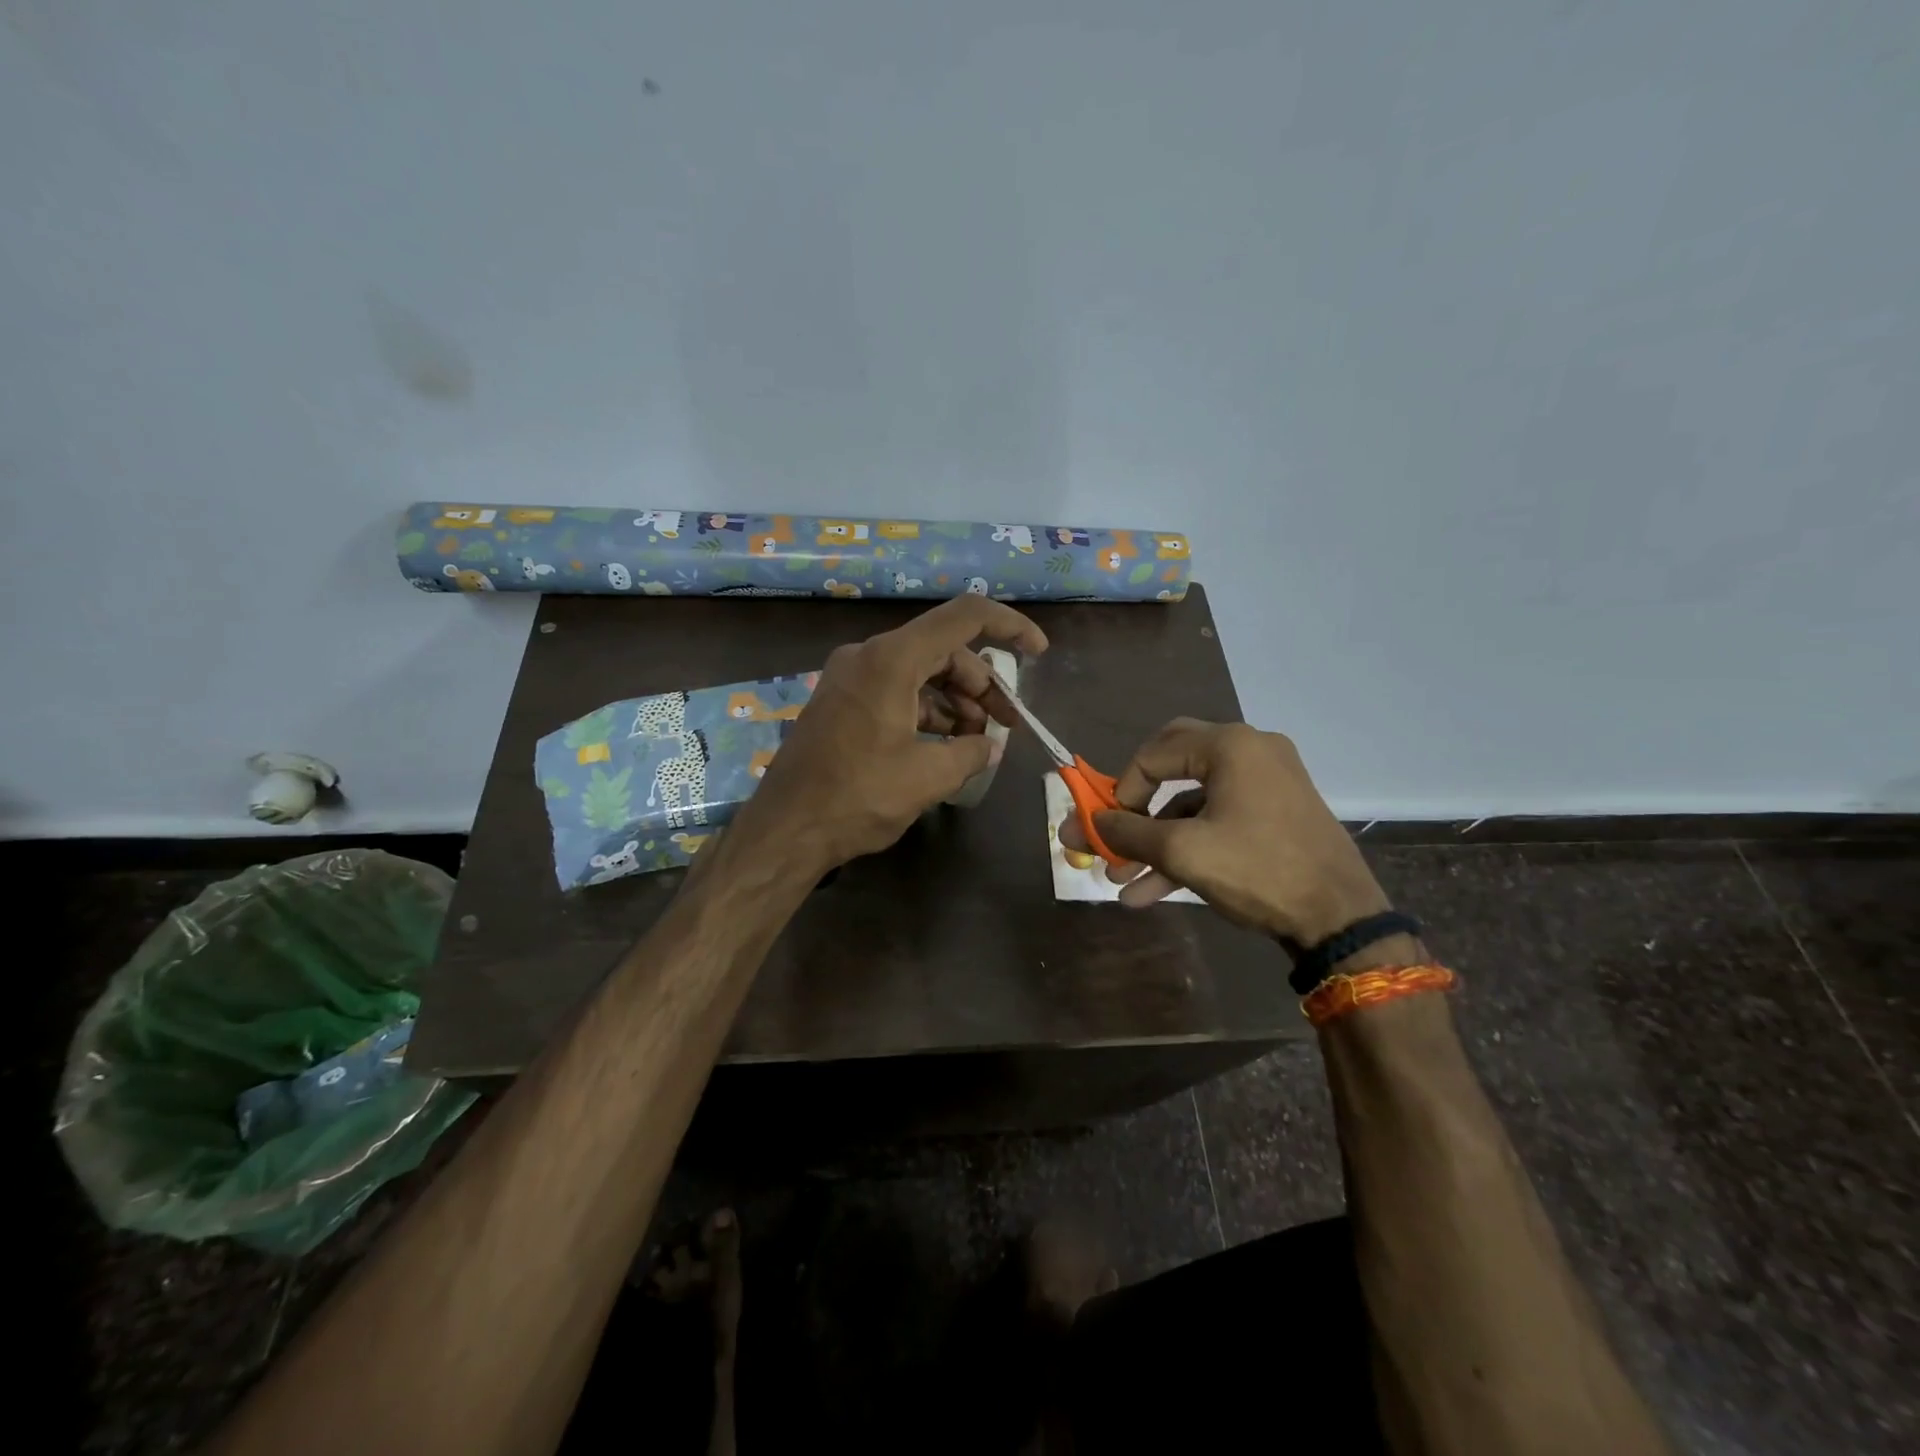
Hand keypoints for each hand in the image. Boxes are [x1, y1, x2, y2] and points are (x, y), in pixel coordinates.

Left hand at [730, 596, 1047, 873]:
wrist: (785, 829)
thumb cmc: (857, 797)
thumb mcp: (928, 777)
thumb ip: (970, 752)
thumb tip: (989, 746)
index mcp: (892, 659)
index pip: (965, 616)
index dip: (1010, 627)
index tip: (1039, 653)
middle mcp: (868, 655)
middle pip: (944, 649)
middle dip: (982, 685)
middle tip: (1007, 724)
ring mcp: (851, 677)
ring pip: (921, 672)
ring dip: (956, 702)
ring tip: (977, 743)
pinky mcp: (842, 701)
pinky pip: (896, 691)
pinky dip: (927, 712)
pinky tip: (944, 746)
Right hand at [1062, 718, 1388, 942]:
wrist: (1342, 918)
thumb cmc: (1258, 870)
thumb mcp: (1182, 852)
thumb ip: (1128, 832)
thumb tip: (1087, 824)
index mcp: (1229, 746)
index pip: (1153, 753)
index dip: (1121, 791)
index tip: (1107, 828)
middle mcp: (1250, 751)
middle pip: (1171, 765)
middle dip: (1136, 807)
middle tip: (1114, 830)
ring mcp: (1267, 783)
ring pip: (1193, 803)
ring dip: (1156, 840)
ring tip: (1122, 880)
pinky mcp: (1275, 813)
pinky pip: (1218, 820)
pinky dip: (1187, 847)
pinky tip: (1152, 891)